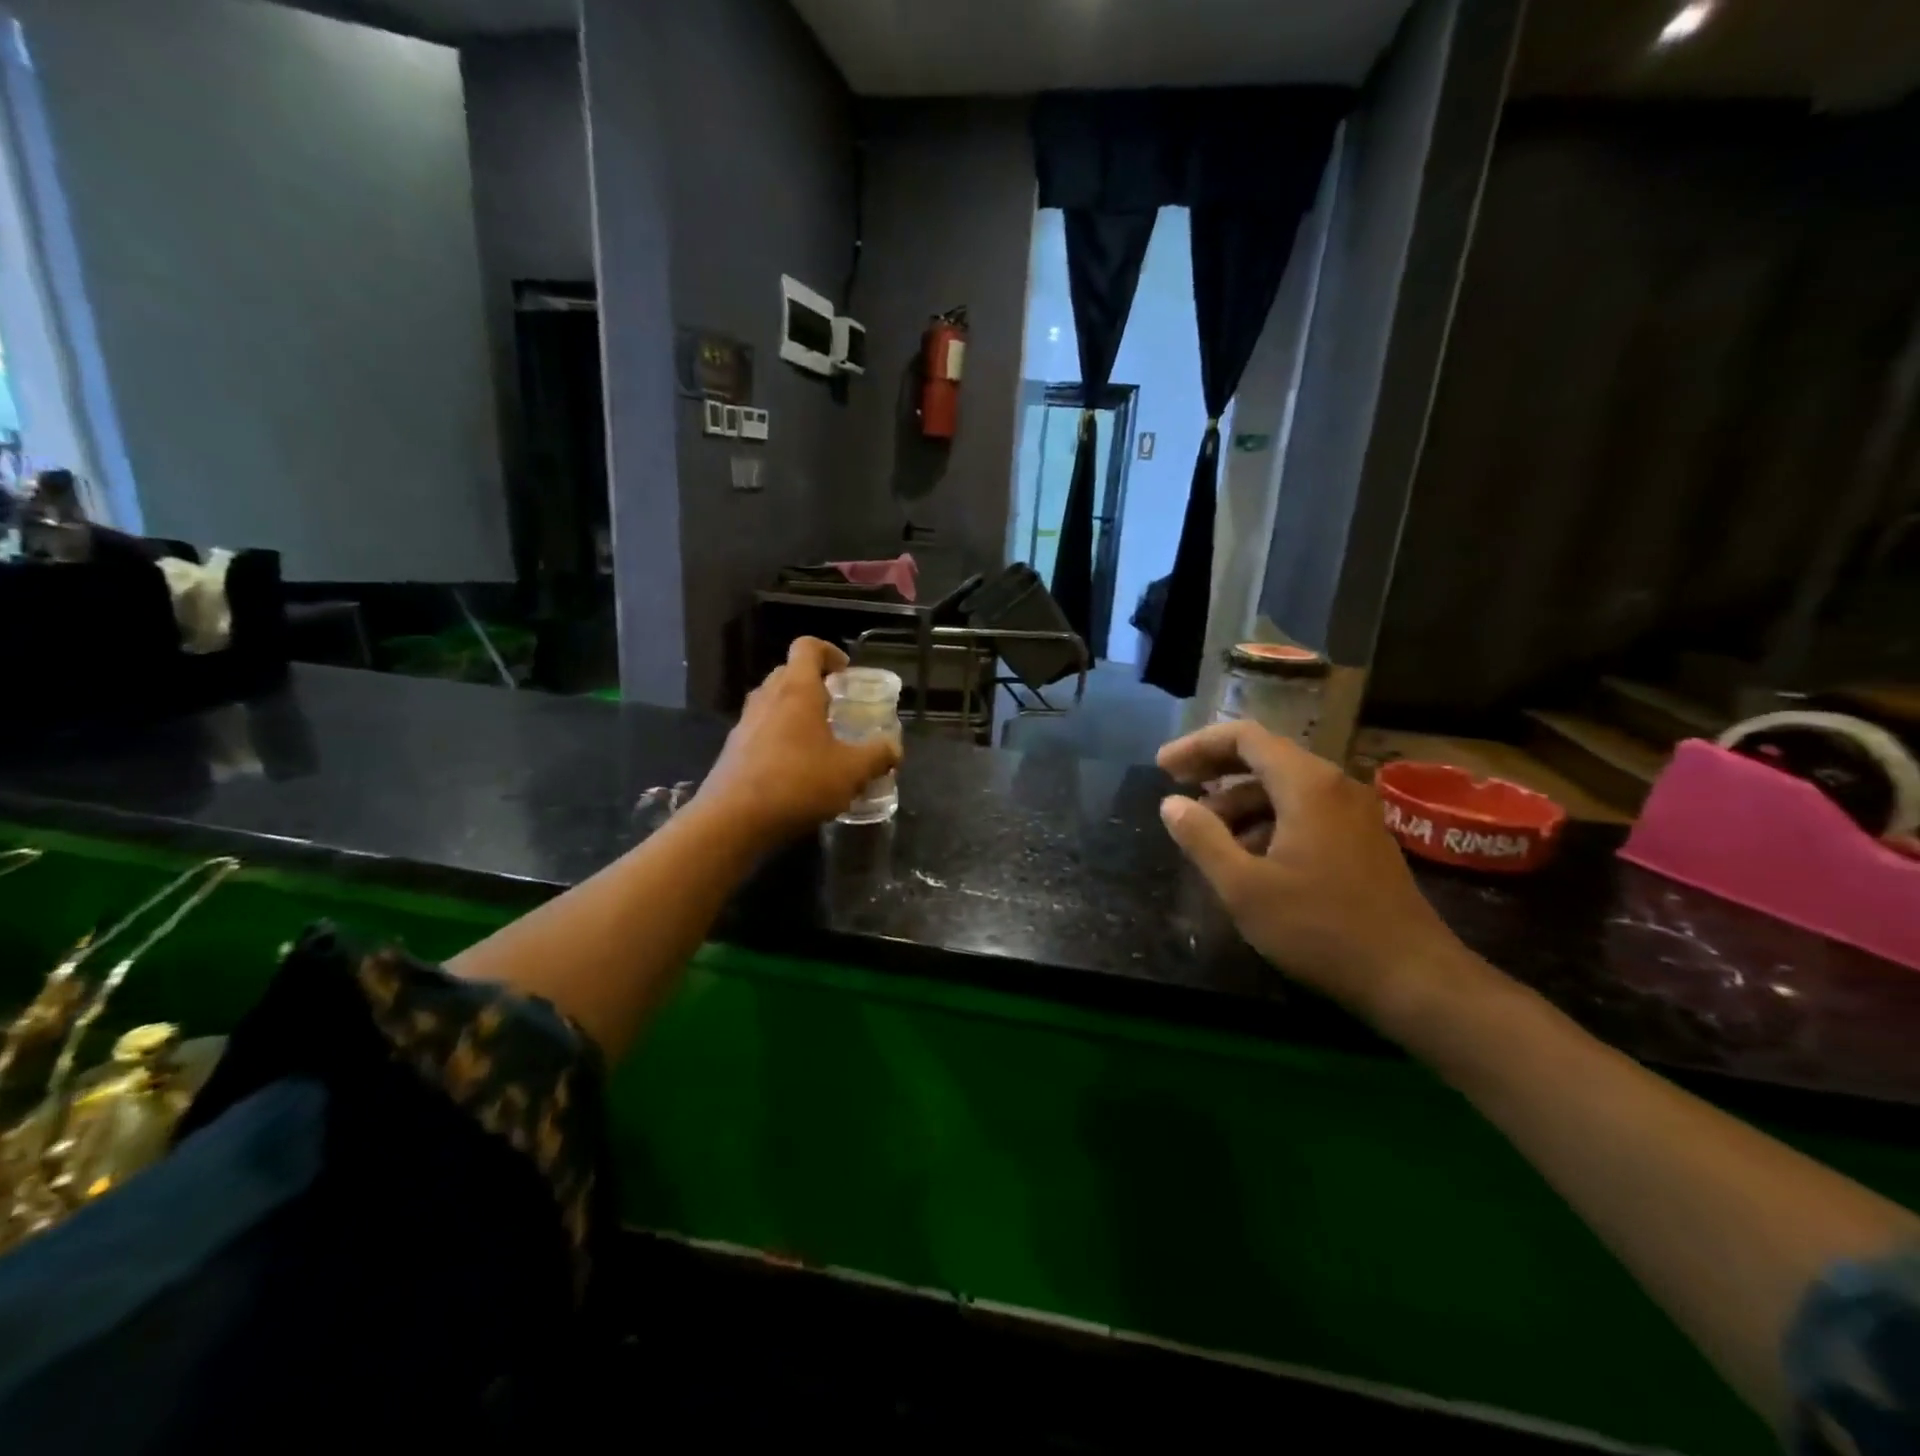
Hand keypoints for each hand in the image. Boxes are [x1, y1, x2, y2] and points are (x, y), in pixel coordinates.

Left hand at [697, 638, 900, 839]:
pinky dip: (780, 735)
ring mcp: (745, 723)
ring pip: (773, 701)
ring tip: (819, 737)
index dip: (829, 652)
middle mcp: (767, 697)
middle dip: (814, 682)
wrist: (733, 819)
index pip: (807, 647)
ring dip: (795, 710)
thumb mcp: (851, 771)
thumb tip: (895, 749)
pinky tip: (796, 767)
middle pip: (789, 672)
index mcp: (796, 690)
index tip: (846, 672)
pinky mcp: (733, 749)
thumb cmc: (797, 783)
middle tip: (837, 705)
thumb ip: (877, 756)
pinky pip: (761, 728)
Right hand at [1156, 720, 1476, 1026]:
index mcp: (1306, 784)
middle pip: (1265, 756)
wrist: (1412, 978)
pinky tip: (1247, 855)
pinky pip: (1304, 810)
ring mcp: (1354, 812)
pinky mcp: (1362, 839)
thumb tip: (1171, 803)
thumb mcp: (1244, 887)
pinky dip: (1267, 820)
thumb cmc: (1320, 928)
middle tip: (1175, 787)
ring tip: (1206, 833)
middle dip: (1216, 769)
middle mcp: (1334, 785)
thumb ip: (1202, 839)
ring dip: (1239, 801)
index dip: (1198, 745)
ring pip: (1284, 787)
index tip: (1163, 768)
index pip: (1244, 737)